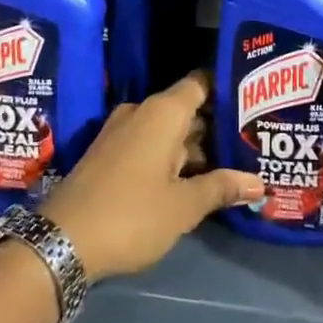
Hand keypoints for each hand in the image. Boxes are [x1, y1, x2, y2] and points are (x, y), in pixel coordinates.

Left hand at [41, 72, 262, 281]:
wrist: (62, 239)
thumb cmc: (131, 214)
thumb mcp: (183, 206)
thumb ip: (222, 188)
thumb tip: (260, 182)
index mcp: (163, 112)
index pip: (201, 83)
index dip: (226, 88)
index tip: (253, 99)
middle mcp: (142, 112)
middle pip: (187, 108)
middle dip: (217, 125)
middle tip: (252, 140)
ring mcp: (122, 132)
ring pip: (169, 130)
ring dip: (196, 146)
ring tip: (233, 162)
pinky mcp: (110, 154)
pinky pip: (150, 144)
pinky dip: (173, 156)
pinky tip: (195, 178)